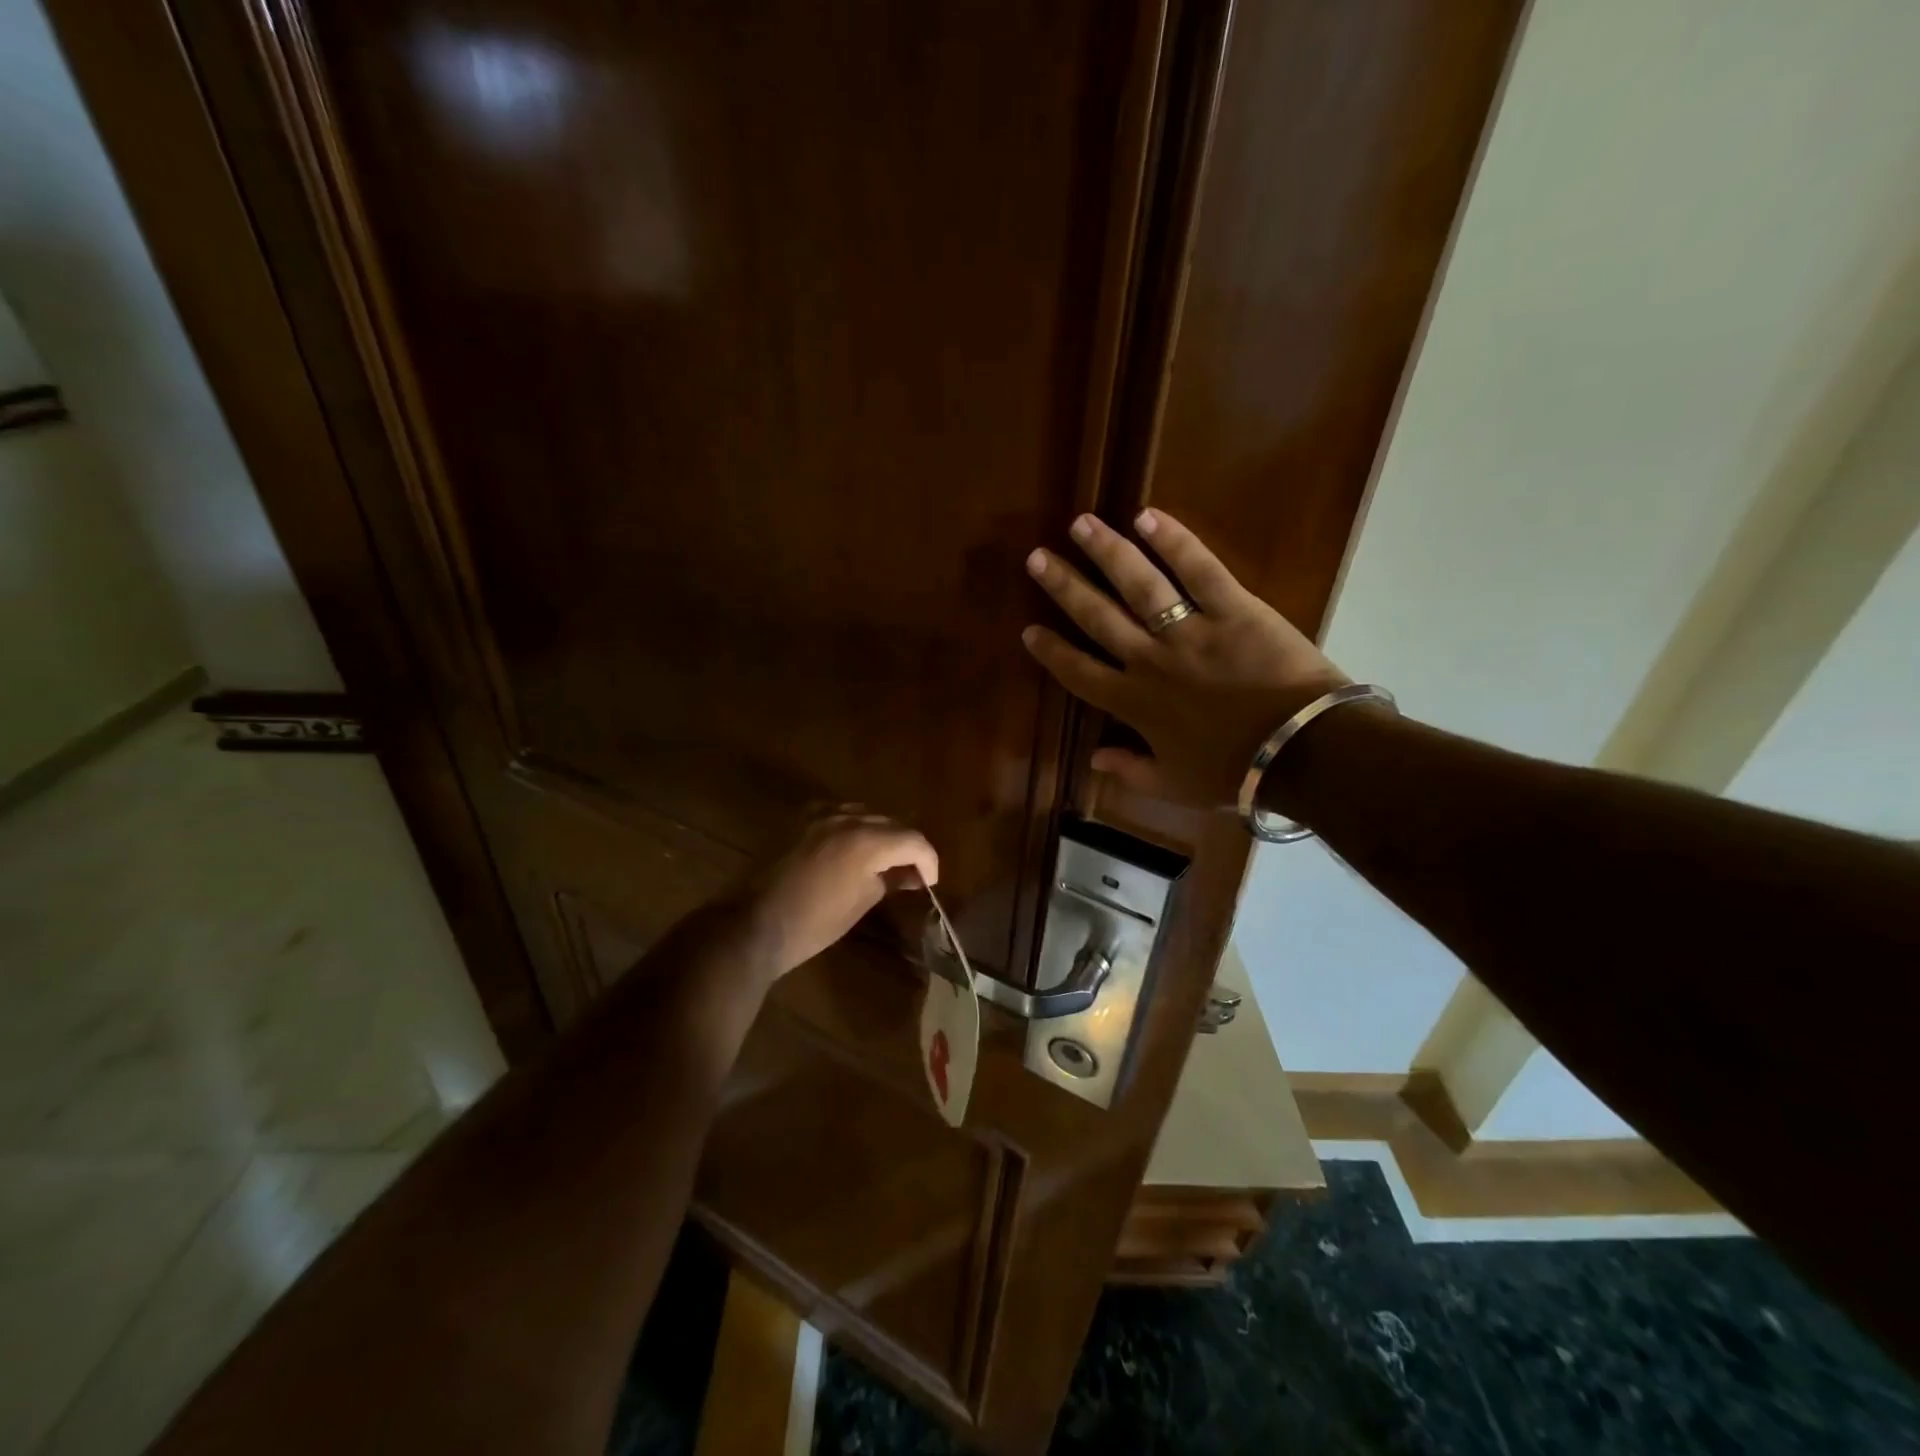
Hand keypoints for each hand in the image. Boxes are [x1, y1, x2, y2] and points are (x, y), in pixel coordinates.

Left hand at [738, 813, 938, 978]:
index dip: (929, 860)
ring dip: (880, 833)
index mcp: (866, 841)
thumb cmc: (813, 924)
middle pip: (891, 823)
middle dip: (906, 846)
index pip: (914, 841)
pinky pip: (837, 814)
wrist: (753, 924)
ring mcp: (819, 815)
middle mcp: (846, 818)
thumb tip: (909, 875)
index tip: (930, 882)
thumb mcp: (860, 903)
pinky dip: (851, 827)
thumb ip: (889, 881)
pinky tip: (850, 847)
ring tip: (882, 859)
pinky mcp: (799, 820)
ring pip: (865, 814)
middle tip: (911, 873)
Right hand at [1022, 509, 1347, 810]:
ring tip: (1081, 524)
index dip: (1052, 652)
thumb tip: (1093, 759)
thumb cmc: (1236, 774)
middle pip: (1097, 617)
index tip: (1029, 629)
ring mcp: (1190, 631)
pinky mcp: (1233, 608)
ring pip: (1139, 585)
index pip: (1080, 673)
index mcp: (1134, 704)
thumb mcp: (1176, 786)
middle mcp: (1150, 661)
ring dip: (1107, 552)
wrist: (1301, 752)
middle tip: (1037, 558)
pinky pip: (1199, 570)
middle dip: (1064, 587)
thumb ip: (1131, 772)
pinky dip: (1174, 542)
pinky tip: (1147, 516)